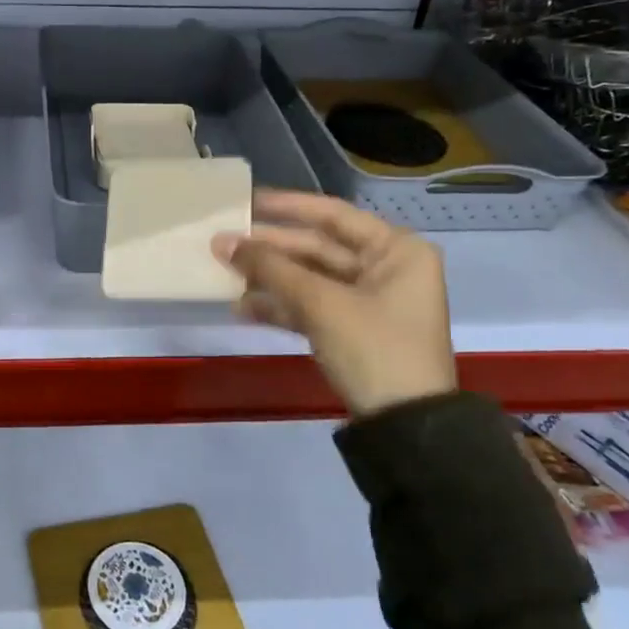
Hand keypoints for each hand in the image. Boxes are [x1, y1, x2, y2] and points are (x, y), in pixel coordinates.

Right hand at [212, 190, 455, 418]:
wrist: (406, 426)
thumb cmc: (374, 348)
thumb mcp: (321, 303)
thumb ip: (271, 269)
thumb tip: (223, 242)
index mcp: (396, 250)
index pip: (333, 215)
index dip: (287, 207)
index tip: (246, 201)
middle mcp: (386, 268)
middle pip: (318, 248)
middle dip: (270, 248)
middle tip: (223, 242)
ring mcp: (369, 301)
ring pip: (310, 278)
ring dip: (269, 279)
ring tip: (225, 275)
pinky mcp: (353, 330)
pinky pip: (311, 307)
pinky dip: (280, 307)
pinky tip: (243, 309)